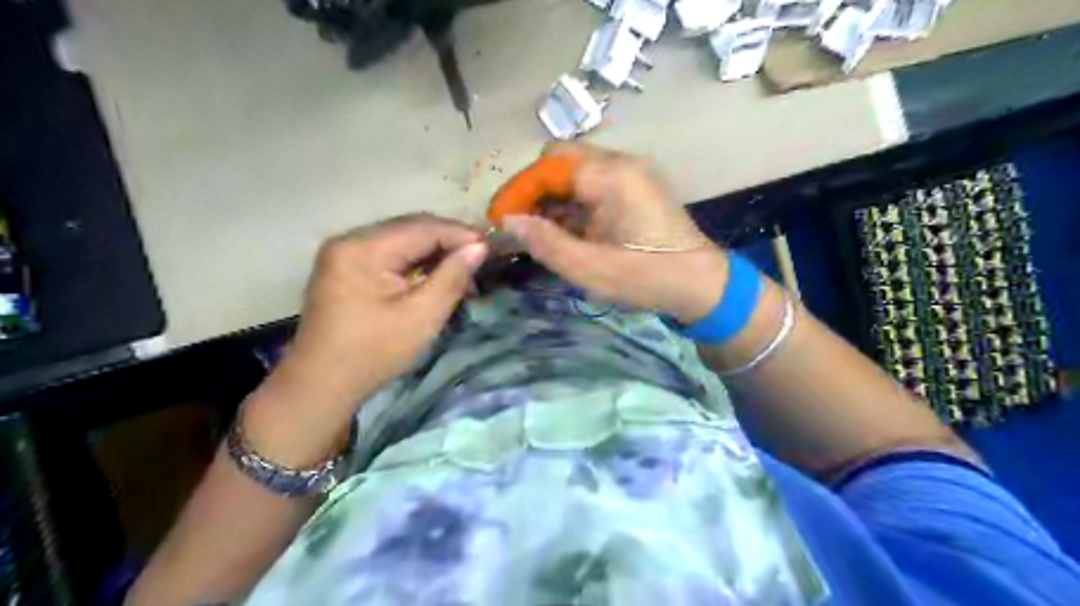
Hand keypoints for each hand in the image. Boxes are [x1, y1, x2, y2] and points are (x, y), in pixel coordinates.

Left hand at [241, 212, 487, 468]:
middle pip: (410, 228)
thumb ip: (452, 277)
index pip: (422, 227)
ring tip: (463, 269)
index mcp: (362, 249)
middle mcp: (350, 240)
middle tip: (481, 259)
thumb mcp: (421, 317)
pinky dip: (416, 262)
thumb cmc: (373, 354)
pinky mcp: (346, 266)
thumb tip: (480, 247)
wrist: (321, 385)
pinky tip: (435, 275)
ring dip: (434, 251)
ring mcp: (344, 252)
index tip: (492, 248)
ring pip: (402, 239)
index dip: (461, 234)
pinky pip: (389, 253)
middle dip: (449, 241)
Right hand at [505, 145, 724, 323]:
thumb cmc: (648, 278)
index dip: (519, 190)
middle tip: (518, 223)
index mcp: (613, 177)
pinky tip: (562, 229)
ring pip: (575, 170)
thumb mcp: (591, 268)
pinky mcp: (635, 187)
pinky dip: (571, 202)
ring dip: (551, 196)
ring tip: (535, 230)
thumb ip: (546, 242)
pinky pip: (592, 183)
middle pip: (561, 159)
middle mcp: (622, 163)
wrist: (701, 283)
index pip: (550, 166)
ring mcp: (631, 173)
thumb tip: (508, 222)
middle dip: (533, 189)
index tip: (500, 219)